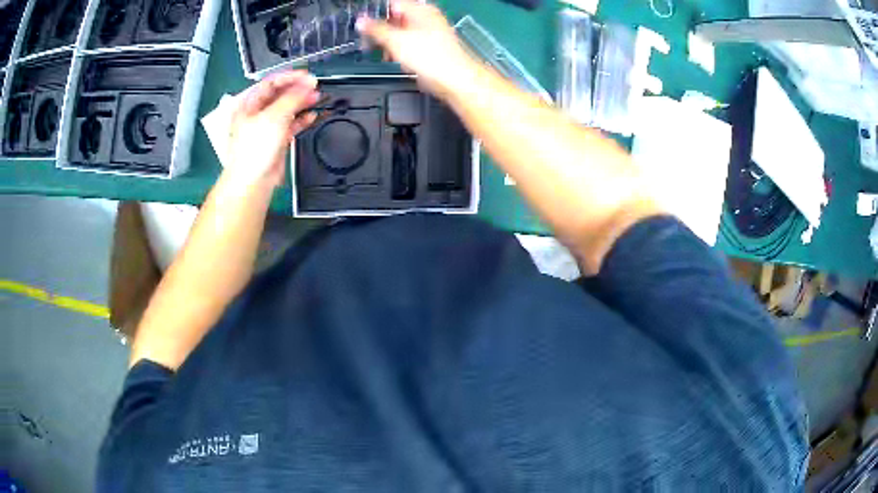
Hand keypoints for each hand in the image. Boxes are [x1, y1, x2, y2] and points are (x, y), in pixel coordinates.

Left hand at [227, 70, 320, 187]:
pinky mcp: (275, 140)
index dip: (289, 76)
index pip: (271, 82)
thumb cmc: (254, 148)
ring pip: (287, 109)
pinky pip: (291, 125)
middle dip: (298, 89)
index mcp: (250, 104)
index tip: (307, 75)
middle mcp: (257, 113)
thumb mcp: (274, 116)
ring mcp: (266, 127)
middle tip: (314, 86)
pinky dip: (302, 120)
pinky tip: (312, 116)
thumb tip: (308, 83)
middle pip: (280, 95)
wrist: (253, 180)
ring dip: (302, 103)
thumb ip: (293, 97)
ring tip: (317, 98)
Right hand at [357, 0, 475, 99]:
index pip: (393, 3)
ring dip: (389, 43)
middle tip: (368, 40)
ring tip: (384, 53)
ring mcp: (429, 33)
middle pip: (396, 18)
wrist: (453, 79)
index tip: (363, 23)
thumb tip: (361, 21)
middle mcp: (426, 19)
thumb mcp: (396, 40)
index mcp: (420, 10)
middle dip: (381, 30)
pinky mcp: (429, 48)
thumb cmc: (431, 57)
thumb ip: (376, 29)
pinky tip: (396, 60)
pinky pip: (409, 45)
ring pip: (401, 32)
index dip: (376, 12)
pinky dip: (400, 51)